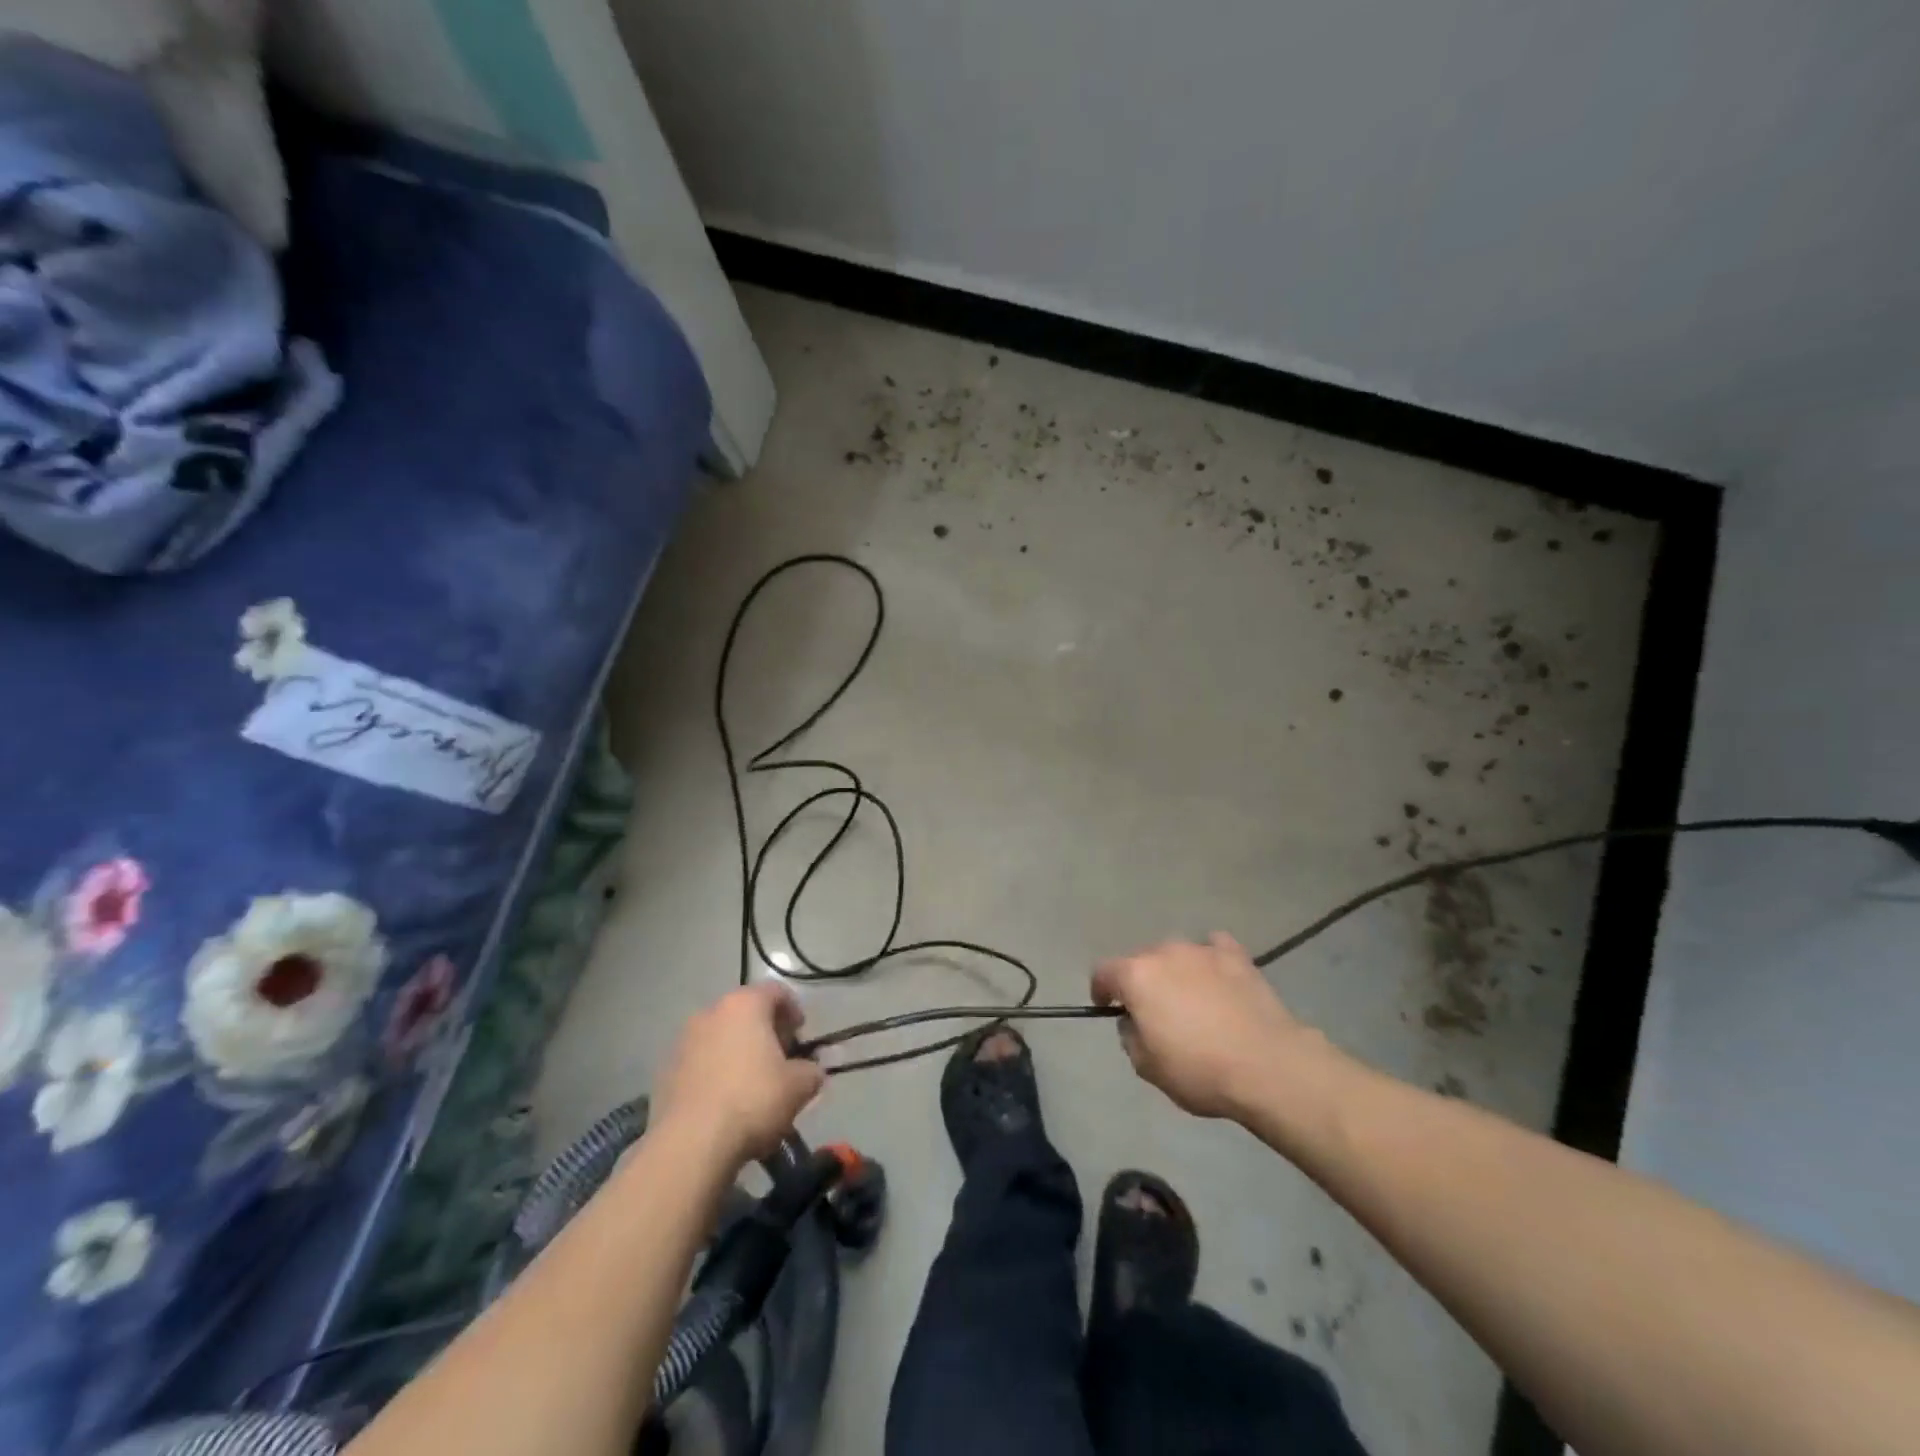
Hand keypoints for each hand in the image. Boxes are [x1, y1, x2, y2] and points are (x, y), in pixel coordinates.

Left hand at [655, 983, 825, 1165]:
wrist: (690, 1144)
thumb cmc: (753, 1100)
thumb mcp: (799, 1086)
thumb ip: (812, 1071)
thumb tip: (811, 1071)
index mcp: (745, 1005)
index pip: (776, 991)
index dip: (793, 1010)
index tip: (801, 1035)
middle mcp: (711, 1012)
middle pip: (745, 1012)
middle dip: (765, 1031)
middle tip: (780, 1058)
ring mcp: (684, 1040)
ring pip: (720, 1036)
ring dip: (738, 1051)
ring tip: (751, 1083)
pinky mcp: (665, 1071)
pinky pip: (700, 1061)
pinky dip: (715, 1072)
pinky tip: (725, 1101)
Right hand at [1092, 933, 1332, 1120]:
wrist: (1268, 1066)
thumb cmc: (1199, 1070)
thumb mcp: (1147, 1067)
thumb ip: (1130, 1035)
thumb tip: (1135, 1020)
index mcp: (1136, 976)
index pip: (1103, 971)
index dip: (1101, 990)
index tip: (1107, 1008)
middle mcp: (1165, 953)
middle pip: (1141, 960)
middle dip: (1141, 982)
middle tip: (1154, 1012)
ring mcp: (1202, 950)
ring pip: (1176, 954)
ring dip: (1175, 972)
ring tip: (1190, 999)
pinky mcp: (1237, 956)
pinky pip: (1213, 948)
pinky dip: (1209, 960)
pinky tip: (1217, 978)